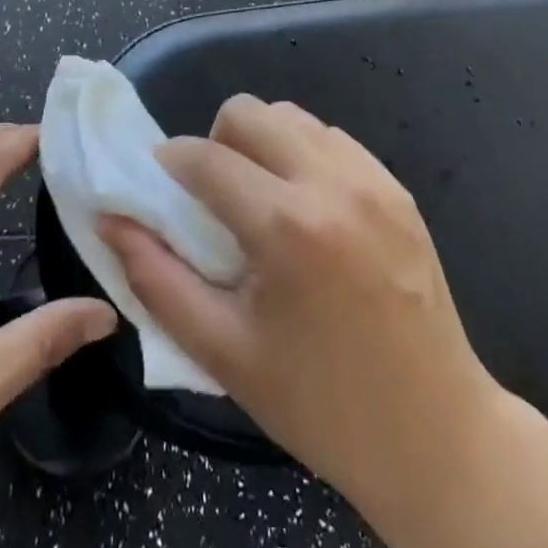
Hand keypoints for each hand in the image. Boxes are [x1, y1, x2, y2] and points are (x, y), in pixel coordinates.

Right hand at [100, 97, 501, 526]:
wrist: (435, 435)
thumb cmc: (319, 404)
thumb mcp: (221, 351)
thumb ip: (155, 277)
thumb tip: (111, 219)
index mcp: (287, 225)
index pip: (205, 156)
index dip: (167, 164)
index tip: (158, 188)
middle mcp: (333, 183)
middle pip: (249, 112)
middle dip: (215, 143)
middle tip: (213, 199)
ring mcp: (374, 181)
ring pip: (293, 117)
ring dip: (261, 146)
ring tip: (261, 204)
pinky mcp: (400, 190)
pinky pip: (333, 141)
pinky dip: (303, 156)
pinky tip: (305, 211)